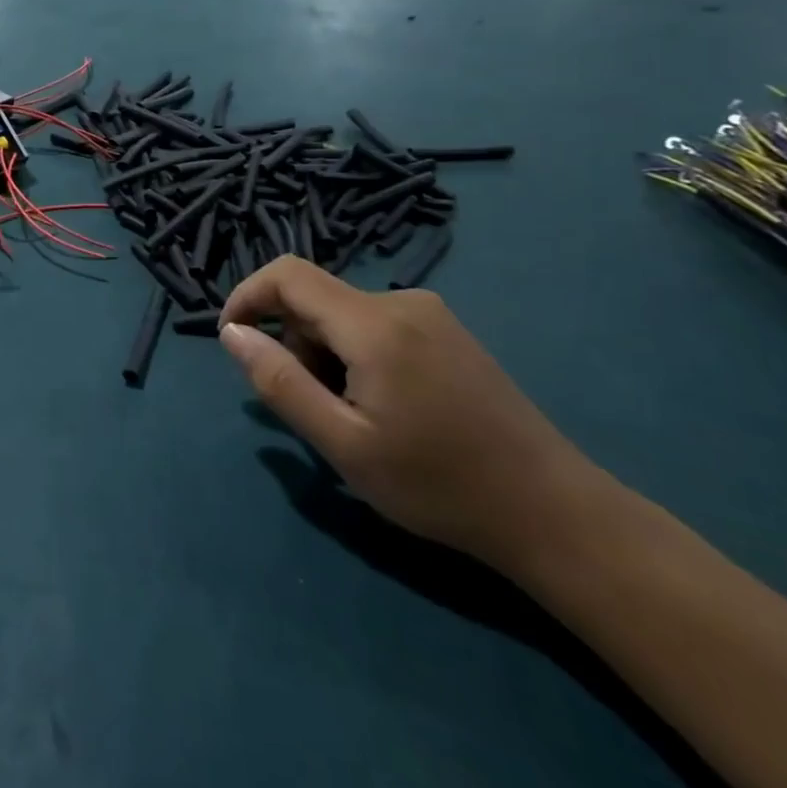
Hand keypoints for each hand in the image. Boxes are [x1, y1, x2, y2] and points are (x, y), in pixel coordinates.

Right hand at [219, 257, 604, 571]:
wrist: (554, 512)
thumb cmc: (439, 485)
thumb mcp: (343, 443)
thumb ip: (279, 382)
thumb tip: (232, 333)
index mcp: (374, 324)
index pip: (287, 274)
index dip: (247, 296)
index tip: (232, 340)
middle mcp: (401, 302)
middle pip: (315, 300)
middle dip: (294, 344)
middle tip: (314, 410)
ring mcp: (430, 314)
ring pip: (343, 315)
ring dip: (325, 355)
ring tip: (355, 418)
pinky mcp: (447, 331)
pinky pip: (375, 325)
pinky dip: (356, 355)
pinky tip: (386, 407)